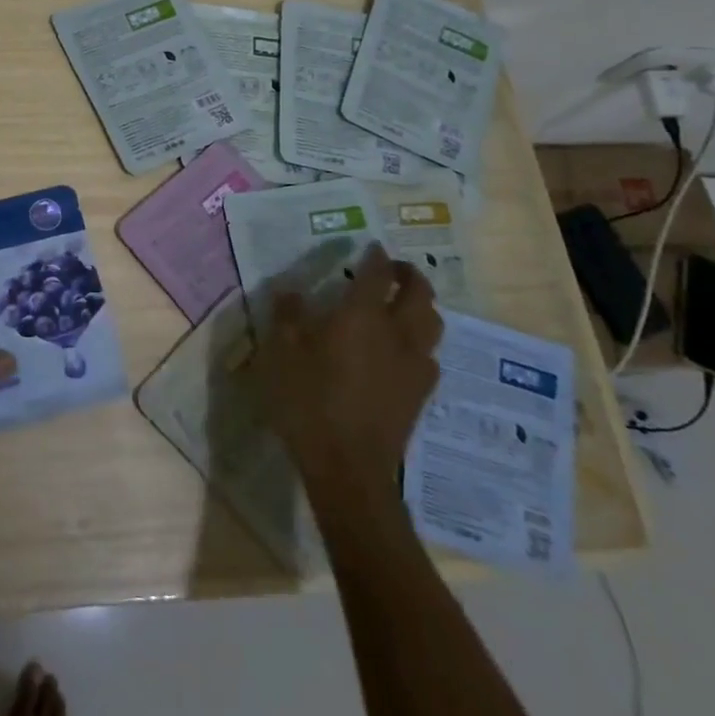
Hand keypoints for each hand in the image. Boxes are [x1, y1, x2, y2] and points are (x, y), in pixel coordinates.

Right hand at [254, 244, 443, 488]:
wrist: (348, 467)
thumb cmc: (308, 402)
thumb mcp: (281, 354)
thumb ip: (287, 317)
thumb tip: (290, 290)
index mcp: (362, 316)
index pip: (377, 274)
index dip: (375, 257)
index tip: (371, 248)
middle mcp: (397, 333)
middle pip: (420, 293)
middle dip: (410, 275)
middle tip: (394, 270)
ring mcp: (415, 365)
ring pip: (433, 323)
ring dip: (422, 306)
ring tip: (404, 306)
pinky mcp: (421, 394)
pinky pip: (430, 355)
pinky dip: (421, 342)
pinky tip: (403, 352)